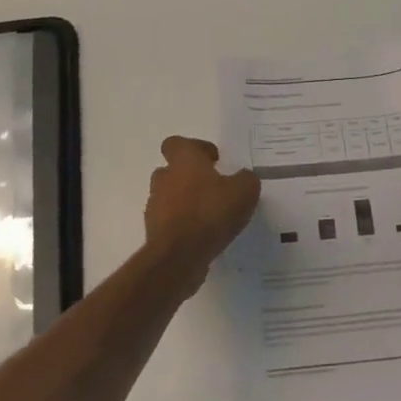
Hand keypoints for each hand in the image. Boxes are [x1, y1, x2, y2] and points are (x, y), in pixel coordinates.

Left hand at [144, 136, 259, 286]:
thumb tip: (243, 178)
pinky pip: (171, 223)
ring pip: (170, 197)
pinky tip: (204, 237)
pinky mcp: (154, 232)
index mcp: (183, 160)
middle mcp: (164, 178)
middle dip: (192, 178)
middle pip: (173, 171)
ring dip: (187, 203)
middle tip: (215, 189)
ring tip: (212, 217)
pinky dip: (183, 226)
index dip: (195, 149)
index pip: (177, 143)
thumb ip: (246, 179)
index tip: (214, 161)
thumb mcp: (244, 191)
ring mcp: (155, 206)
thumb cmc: (210, 213)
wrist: (178, 257)